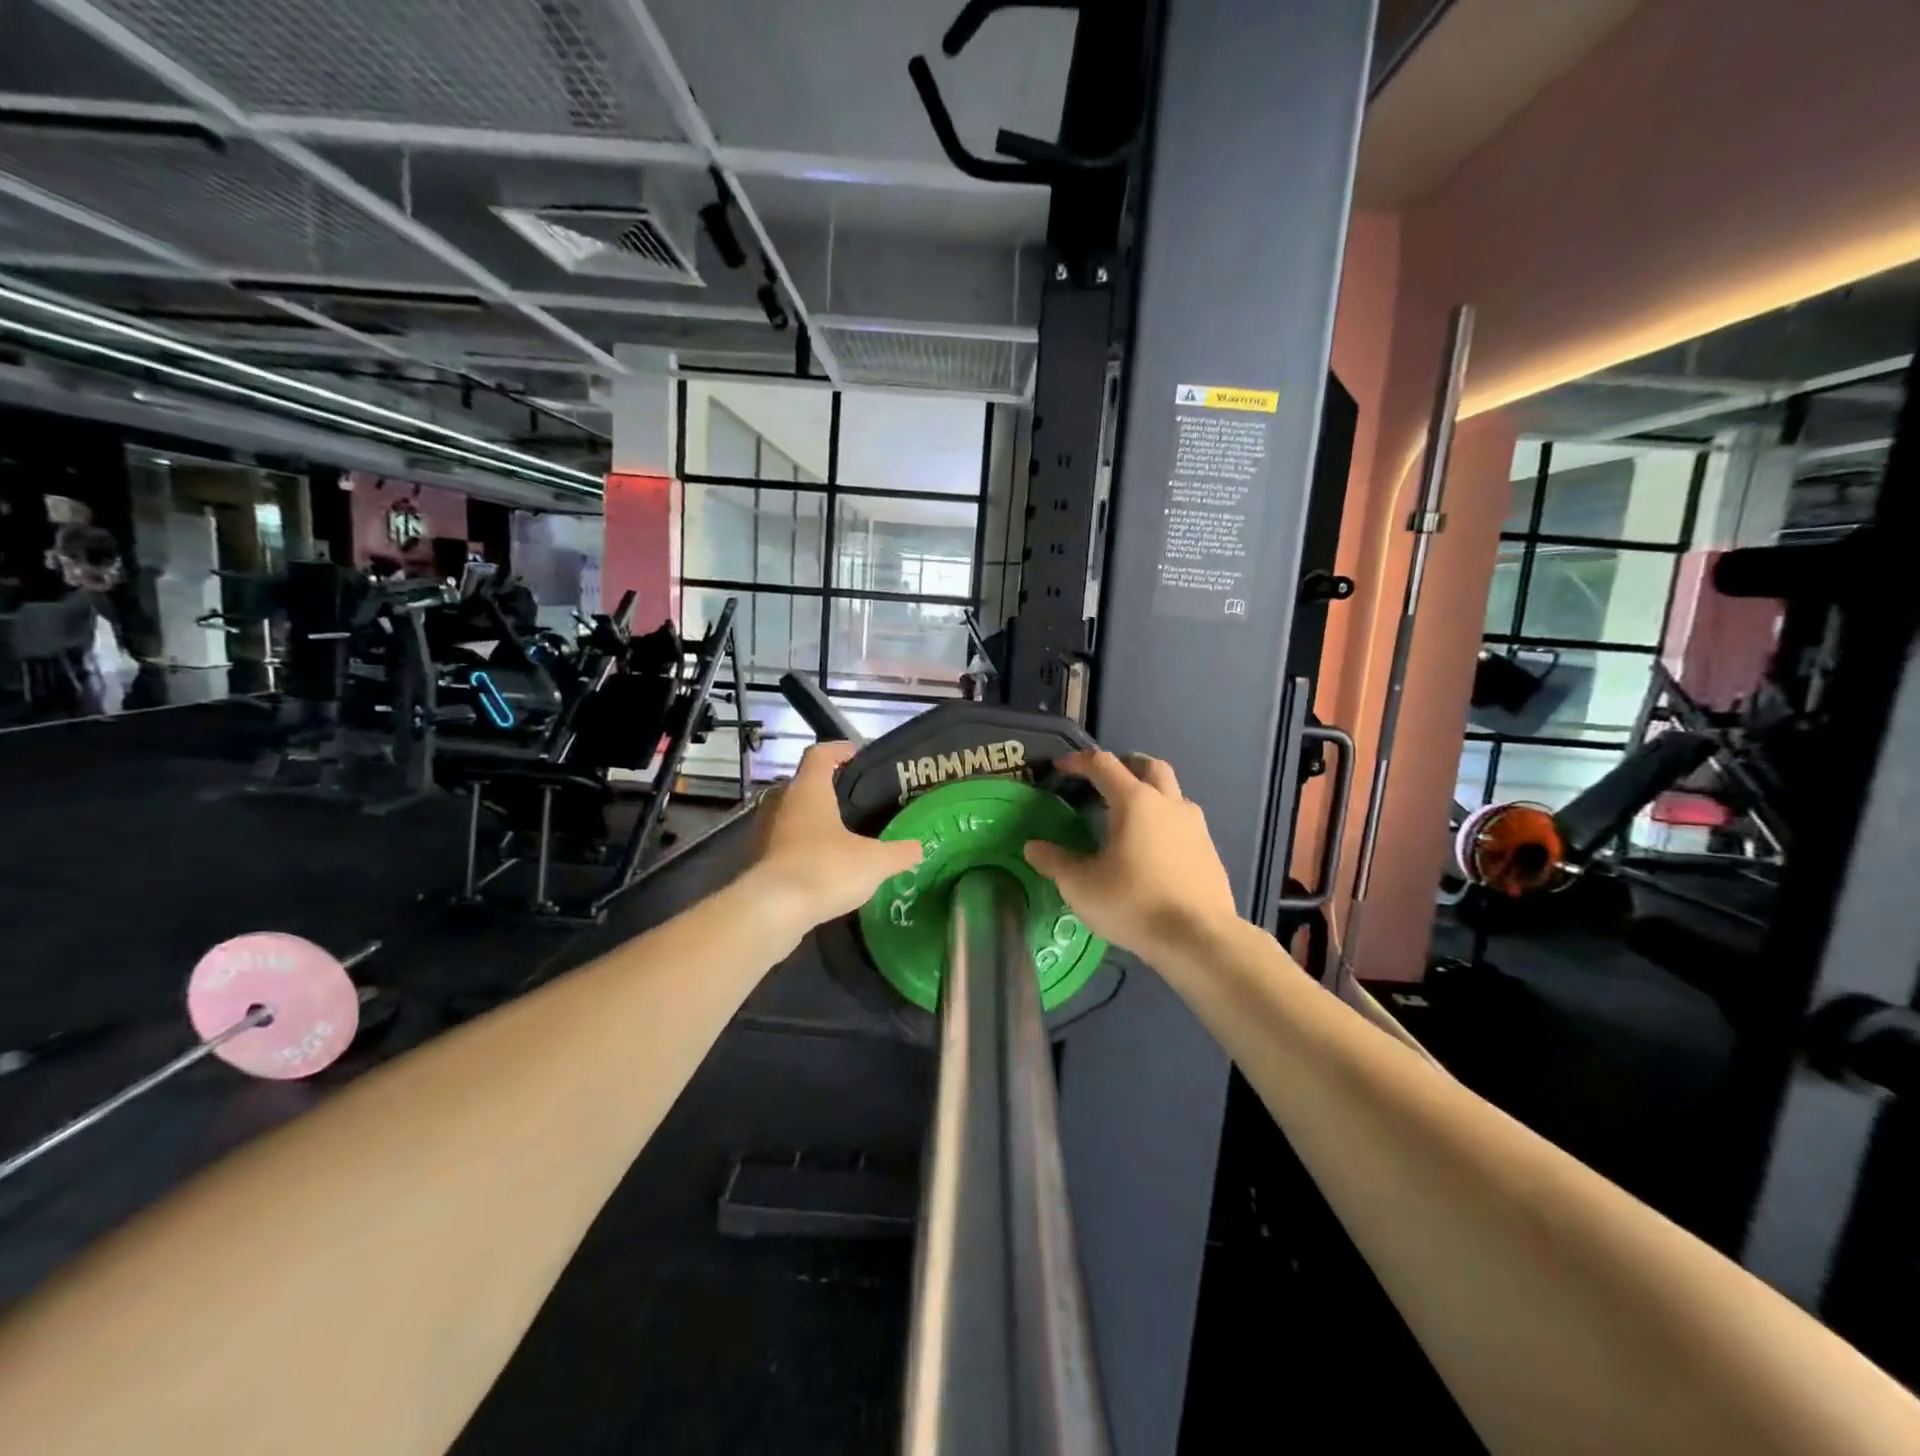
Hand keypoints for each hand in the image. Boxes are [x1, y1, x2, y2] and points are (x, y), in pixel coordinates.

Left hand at [751, 742, 922, 927]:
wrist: (772, 911)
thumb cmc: (825, 869)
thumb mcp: (874, 861)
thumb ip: (898, 852)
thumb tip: (917, 848)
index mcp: (809, 790)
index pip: (820, 754)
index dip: (838, 750)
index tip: (856, 754)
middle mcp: (782, 804)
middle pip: (802, 784)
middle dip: (825, 788)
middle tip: (853, 799)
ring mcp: (766, 833)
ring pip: (791, 816)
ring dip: (812, 821)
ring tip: (841, 834)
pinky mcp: (759, 862)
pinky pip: (784, 845)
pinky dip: (802, 849)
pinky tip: (823, 866)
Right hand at [1024, 749, 1238, 961]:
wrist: (1199, 939)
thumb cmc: (1133, 904)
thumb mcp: (1081, 886)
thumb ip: (1055, 861)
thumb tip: (1033, 847)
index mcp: (1135, 802)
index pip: (1104, 764)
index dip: (1079, 761)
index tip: (1061, 768)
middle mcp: (1168, 804)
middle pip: (1149, 766)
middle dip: (1126, 766)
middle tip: (1105, 783)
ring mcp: (1195, 827)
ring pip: (1172, 794)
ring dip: (1149, 795)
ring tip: (1128, 821)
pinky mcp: (1210, 852)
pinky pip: (1183, 824)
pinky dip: (1164, 824)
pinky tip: (1152, 853)